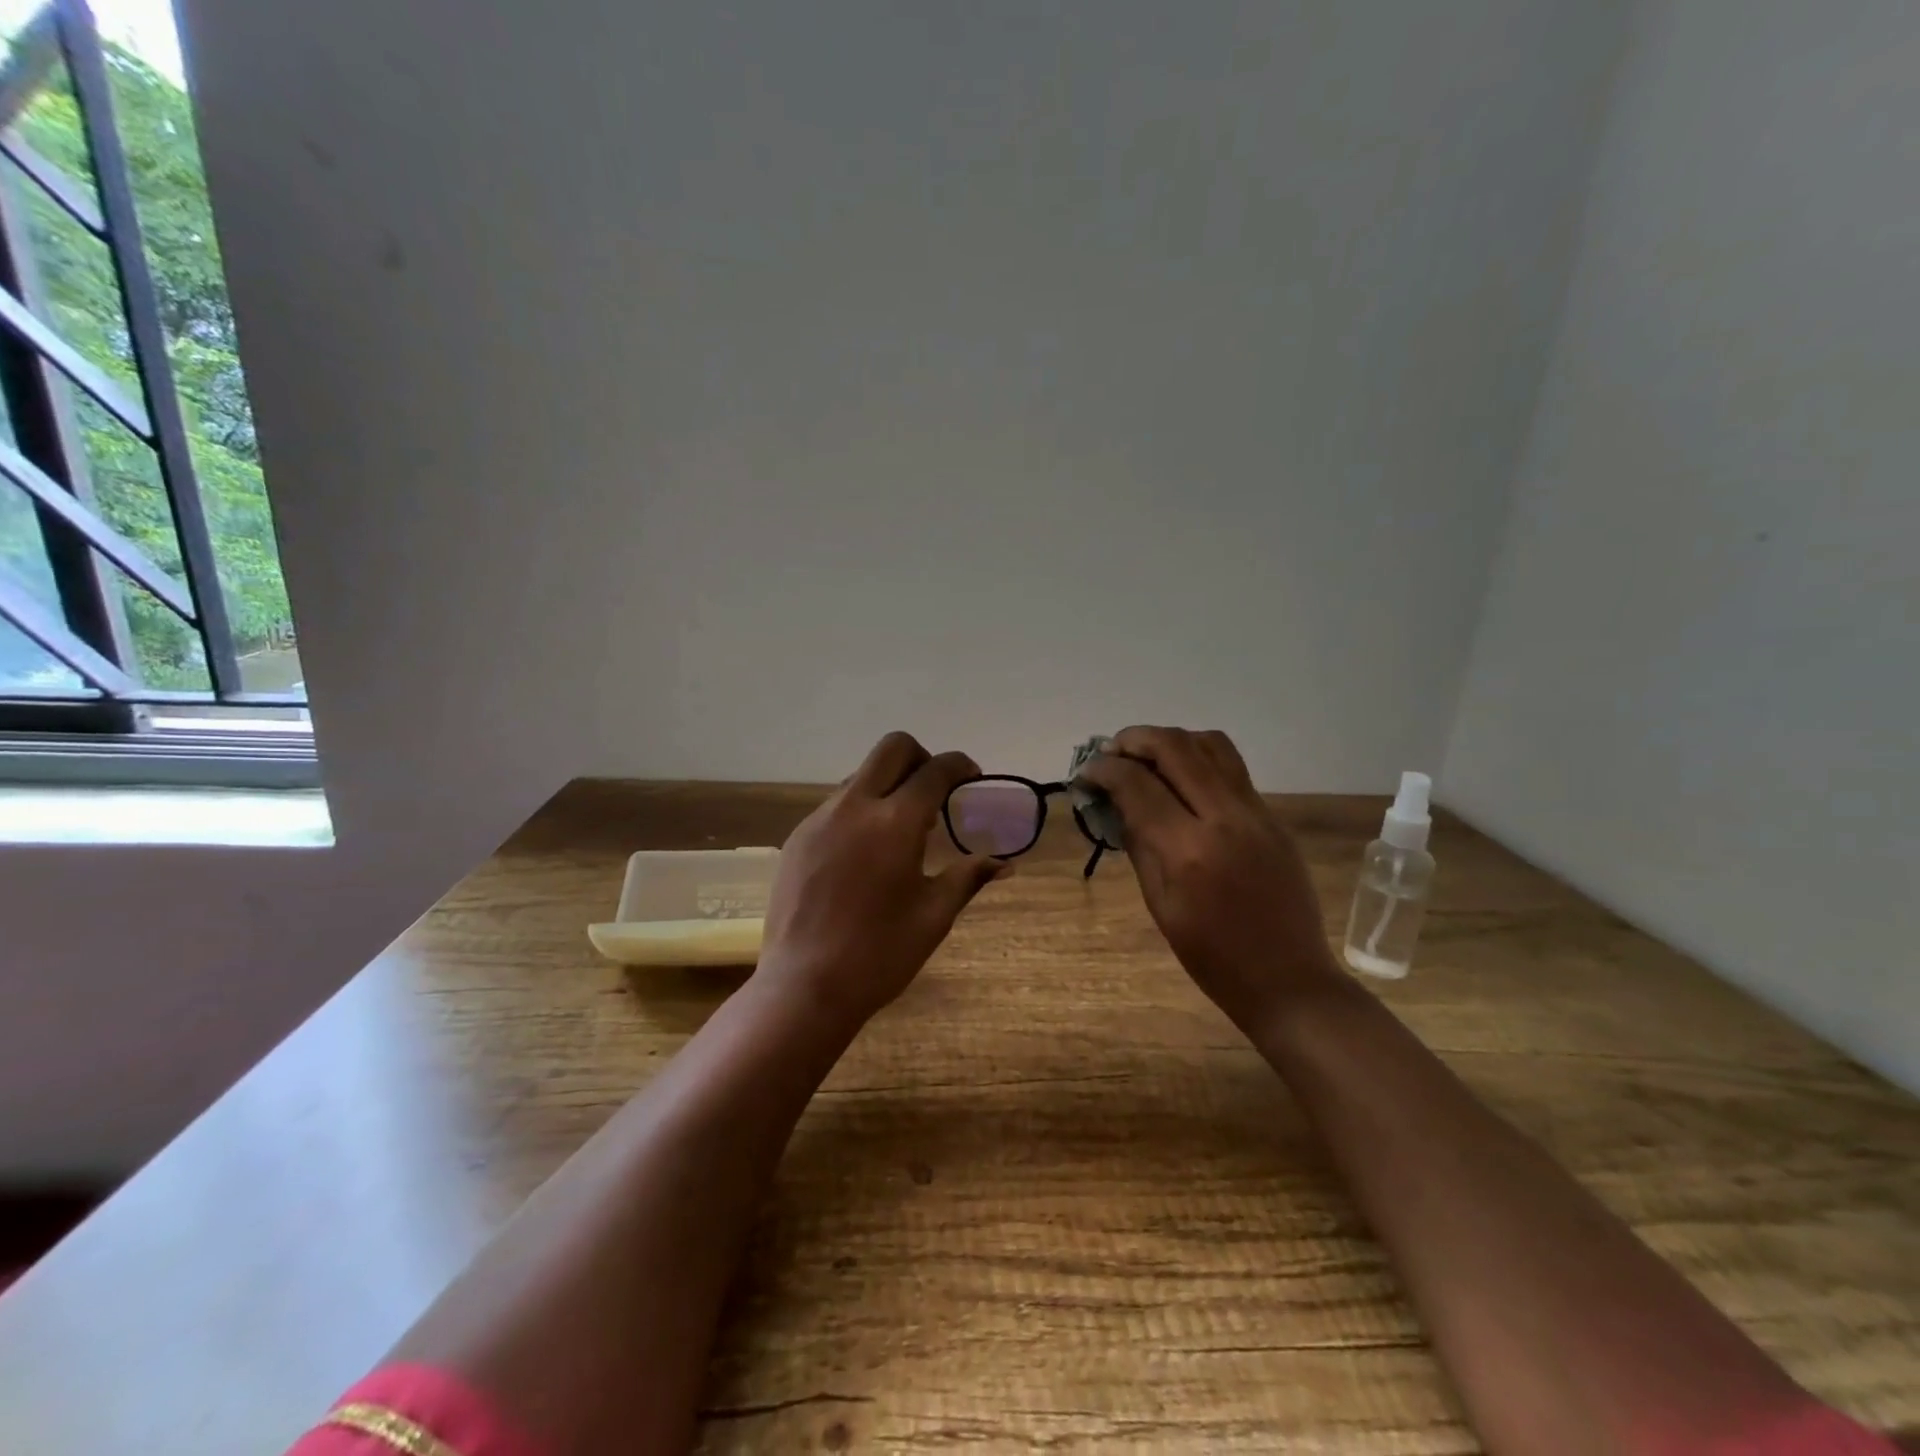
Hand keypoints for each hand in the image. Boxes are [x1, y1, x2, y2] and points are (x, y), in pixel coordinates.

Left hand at [756, 732, 1008, 1027]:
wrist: (803, 986)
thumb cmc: (879, 954)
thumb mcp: (934, 916)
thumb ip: (968, 878)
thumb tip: (1005, 864)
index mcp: (895, 822)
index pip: (935, 770)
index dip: (960, 766)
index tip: (972, 778)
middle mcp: (855, 806)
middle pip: (893, 748)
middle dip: (921, 758)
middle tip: (935, 794)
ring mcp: (820, 819)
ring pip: (861, 775)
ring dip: (888, 785)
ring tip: (901, 831)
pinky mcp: (798, 837)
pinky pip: (836, 804)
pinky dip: (860, 810)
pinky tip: (865, 853)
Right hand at [1076, 726, 1343, 1032]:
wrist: (1289, 980)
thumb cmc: (1213, 957)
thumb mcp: (1160, 905)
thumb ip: (1138, 844)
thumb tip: (1115, 802)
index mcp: (1188, 850)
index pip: (1137, 784)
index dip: (1104, 770)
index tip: (1086, 773)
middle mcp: (1224, 817)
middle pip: (1174, 747)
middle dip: (1133, 740)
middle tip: (1110, 753)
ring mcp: (1255, 812)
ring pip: (1209, 745)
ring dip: (1170, 741)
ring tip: (1145, 757)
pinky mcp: (1272, 816)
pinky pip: (1231, 767)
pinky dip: (1197, 759)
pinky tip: (1180, 779)